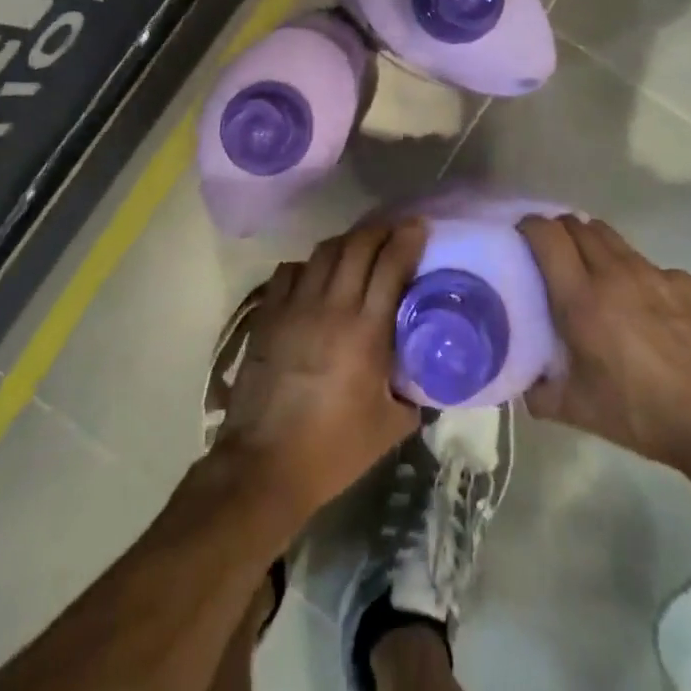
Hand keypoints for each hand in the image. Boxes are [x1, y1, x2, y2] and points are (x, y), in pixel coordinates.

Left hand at [211, 220, 425, 531]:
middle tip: (394, 230)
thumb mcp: (390, 427)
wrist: (264, 465)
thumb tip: (425, 373)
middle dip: (380, 230)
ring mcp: (295, 306)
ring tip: (359, 247)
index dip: (407, 239)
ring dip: (347, 242)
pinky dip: (309, 265)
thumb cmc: (333, 450)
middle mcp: (332, 306)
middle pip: (358, 245)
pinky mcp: (268, 314)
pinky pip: (290, 271)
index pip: (391, 265)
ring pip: (324, 251)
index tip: (419, 225)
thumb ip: (413, 392)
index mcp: (366, 331)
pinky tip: (316, 275)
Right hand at [518, 213, 690, 492]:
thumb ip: (541, 393)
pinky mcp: (685, 282)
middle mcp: (614, 273)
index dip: (528, 226)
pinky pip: (647, 263)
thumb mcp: (580, 412)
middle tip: (550, 252)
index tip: (520, 236)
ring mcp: (653, 273)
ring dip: (592, 242)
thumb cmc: (643, 416)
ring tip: (591, 268)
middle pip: (576, 224)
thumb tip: (523, 383)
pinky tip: (641, 302)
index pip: (546, 235)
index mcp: (582, 299)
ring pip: (611, 237)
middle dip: (558, 230)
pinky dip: (633, 271)